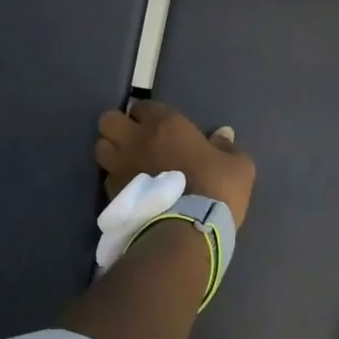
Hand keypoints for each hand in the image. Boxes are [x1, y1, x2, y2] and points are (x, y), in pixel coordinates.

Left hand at [95, 100, 255, 225]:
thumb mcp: (238, 167)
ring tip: (125, 164)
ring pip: (100, 147)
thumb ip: (227, 147)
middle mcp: (136, 139)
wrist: (188, 231)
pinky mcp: (112, 194)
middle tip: (133, 140)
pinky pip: (106, 178)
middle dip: (117, 126)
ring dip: (111, 152)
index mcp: (165, 125)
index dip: (147, 115)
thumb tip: (224, 133)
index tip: (157, 127)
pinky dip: (114, 180)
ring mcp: (120, 166)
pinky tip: (130, 191)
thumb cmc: (216, 190)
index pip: (142, 106)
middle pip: (108, 120)